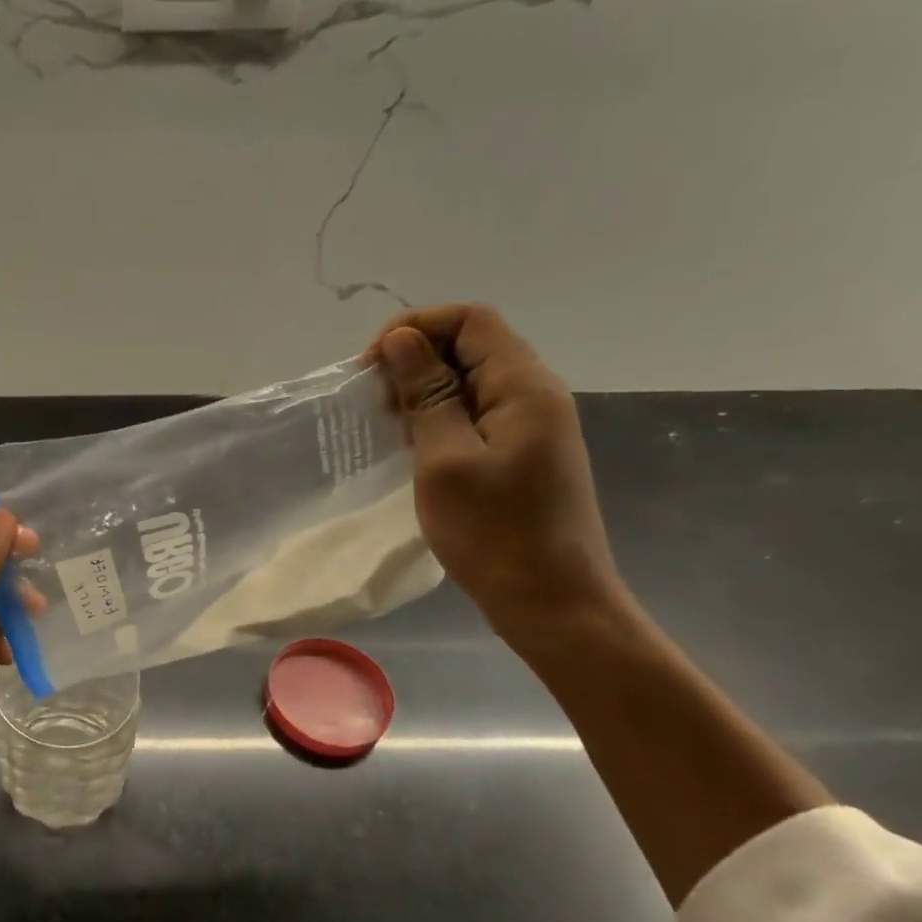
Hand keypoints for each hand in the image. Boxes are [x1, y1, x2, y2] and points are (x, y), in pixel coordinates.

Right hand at [369, 304, 629, 645]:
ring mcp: (529, 426)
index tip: (371, 366)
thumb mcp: (445, 460)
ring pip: (469, 381)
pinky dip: (437, 418)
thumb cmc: (493, 532)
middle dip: (414, 359)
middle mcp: (533, 395)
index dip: (416, 327)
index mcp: (524, 387)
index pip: (470, 320)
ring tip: (386, 425)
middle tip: (373, 402)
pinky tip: (411, 446)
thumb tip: (401, 340)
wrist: (551, 601)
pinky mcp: (519, 454)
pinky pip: (473, 414)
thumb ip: (426, 395)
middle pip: (471, 345)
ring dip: (422, 391)